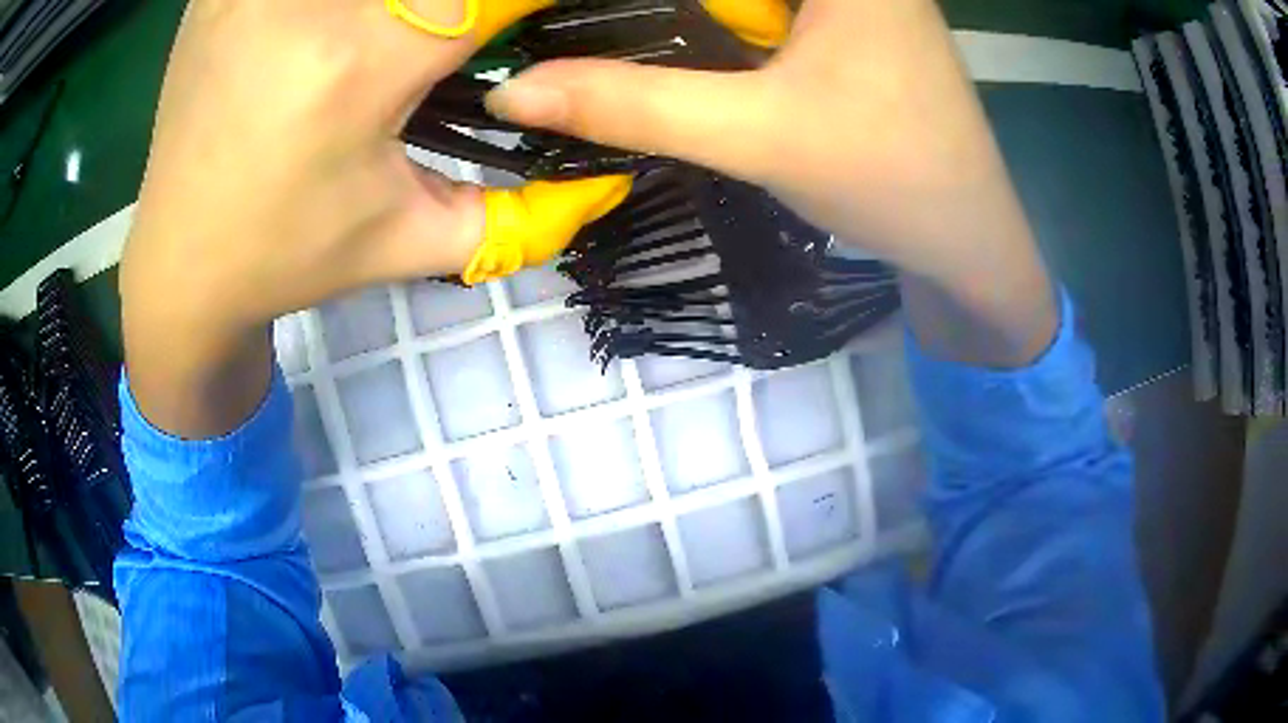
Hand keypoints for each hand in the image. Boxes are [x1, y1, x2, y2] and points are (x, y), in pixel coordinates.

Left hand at [120, 0, 546, 436]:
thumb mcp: (414, 242)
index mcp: (359, 66)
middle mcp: (304, 6)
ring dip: (400, 3)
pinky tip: (327, 24)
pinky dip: (332, 0)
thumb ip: (527, 211)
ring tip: (395, 30)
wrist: (177, 267)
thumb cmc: (287, 260)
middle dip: (460, 5)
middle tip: (456, 38)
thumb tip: (607, 175)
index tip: (545, 17)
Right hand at [487, 0, 1058, 366]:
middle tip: (552, 20)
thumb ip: (631, 104)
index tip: (545, 10)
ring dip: (672, 11)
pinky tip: (665, 39)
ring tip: (591, 32)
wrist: (969, 242)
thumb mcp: (755, 135)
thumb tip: (510, 89)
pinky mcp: (848, 17)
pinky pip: (764, 5)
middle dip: (643, 6)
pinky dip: (709, 16)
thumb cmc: (889, 181)